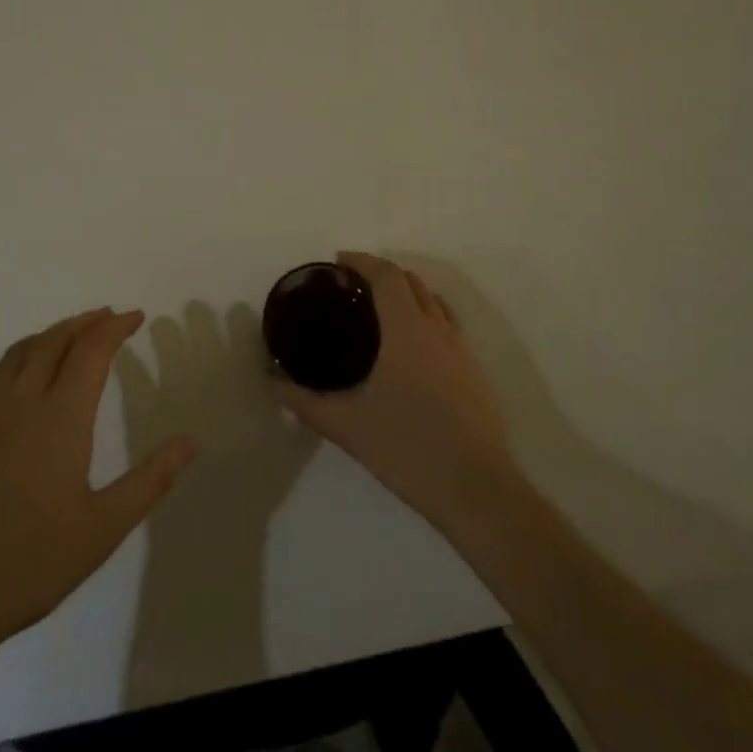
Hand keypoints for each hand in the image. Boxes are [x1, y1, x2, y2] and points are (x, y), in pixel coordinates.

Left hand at [0, 309, 198, 657]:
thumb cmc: (31, 563)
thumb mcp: (103, 528)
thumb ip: (150, 480)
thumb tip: (190, 442)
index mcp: (61, 417)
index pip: (92, 351)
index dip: (115, 328)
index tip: (135, 317)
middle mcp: (21, 402)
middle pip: (54, 341)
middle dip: (84, 323)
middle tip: (107, 317)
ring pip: (18, 353)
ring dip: (48, 335)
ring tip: (68, 335)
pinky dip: (11, 359)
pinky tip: (13, 371)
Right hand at [275, 252, 518, 537]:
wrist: (478, 490)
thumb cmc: (409, 448)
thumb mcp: (348, 426)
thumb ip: (306, 403)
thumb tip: (275, 384)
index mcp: (407, 330)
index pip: (386, 276)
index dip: (362, 261)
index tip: (338, 261)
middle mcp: (437, 329)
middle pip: (412, 281)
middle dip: (382, 273)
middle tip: (352, 285)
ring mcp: (461, 350)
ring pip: (433, 302)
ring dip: (407, 292)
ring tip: (380, 309)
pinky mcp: (474, 373)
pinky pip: (447, 325)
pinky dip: (425, 316)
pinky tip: (410, 347)